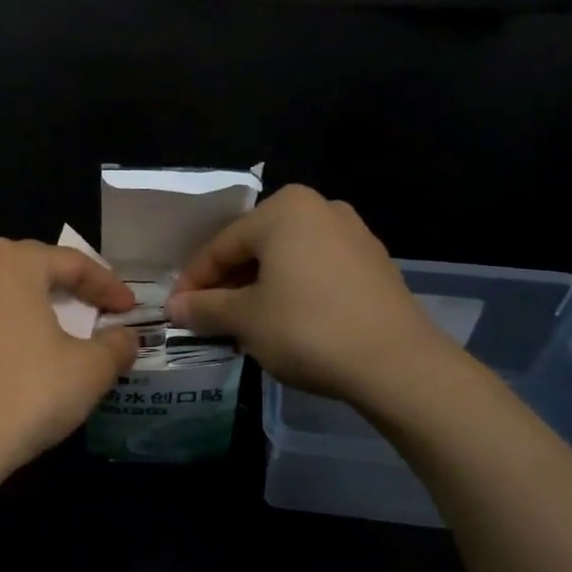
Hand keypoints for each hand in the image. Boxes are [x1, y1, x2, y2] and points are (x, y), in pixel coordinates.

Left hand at [0, 238, 139, 486]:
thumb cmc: (26, 394)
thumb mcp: (89, 370)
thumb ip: (116, 345)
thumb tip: (126, 338)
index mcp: (9, 261)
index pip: (72, 263)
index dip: (108, 286)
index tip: (130, 309)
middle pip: (33, 272)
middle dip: (71, 293)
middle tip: (100, 315)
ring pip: (3, 297)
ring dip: (36, 312)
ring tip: (63, 337)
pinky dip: (6, 333)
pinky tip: (21, 361)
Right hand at [166, 185, 456, 403]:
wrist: (396, 363)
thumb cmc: (306, 329)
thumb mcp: (244, 319)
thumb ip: (204, 308)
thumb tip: (175, 308)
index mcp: (283, 209)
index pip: (221, 245)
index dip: (193, 281)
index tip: (176, 310)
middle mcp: (319, 208)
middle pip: (255, 247)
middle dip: (227, 282)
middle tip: (206, 316)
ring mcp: (353, 233)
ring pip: (287, 259)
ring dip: (258, 287)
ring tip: (241, 322)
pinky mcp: (373, 263)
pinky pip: (316, 270)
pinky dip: (292, 290)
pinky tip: (284, 321)